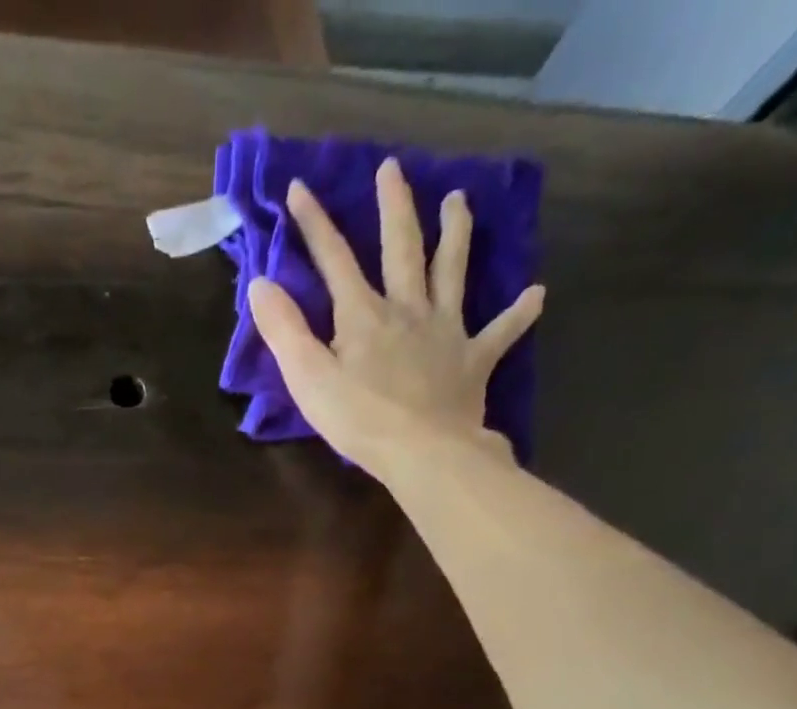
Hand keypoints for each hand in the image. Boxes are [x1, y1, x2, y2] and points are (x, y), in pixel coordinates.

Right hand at [247, 158, 545, 475]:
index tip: (299, 188)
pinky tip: (536, 295)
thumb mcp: (307, 378)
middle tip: (394, 169)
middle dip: (394, 207)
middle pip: (402, 248)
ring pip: (452, 272)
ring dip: (456, 234)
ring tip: (460, 200)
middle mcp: (408, 309)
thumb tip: (261, 283)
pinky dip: (519, 314)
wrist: (423, 451)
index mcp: (363, 315)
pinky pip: (501, 332)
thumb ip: (285, 331)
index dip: (314, 224)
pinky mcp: (474, 361)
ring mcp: (446, 331)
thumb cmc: (359, 420)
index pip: (334, 260)